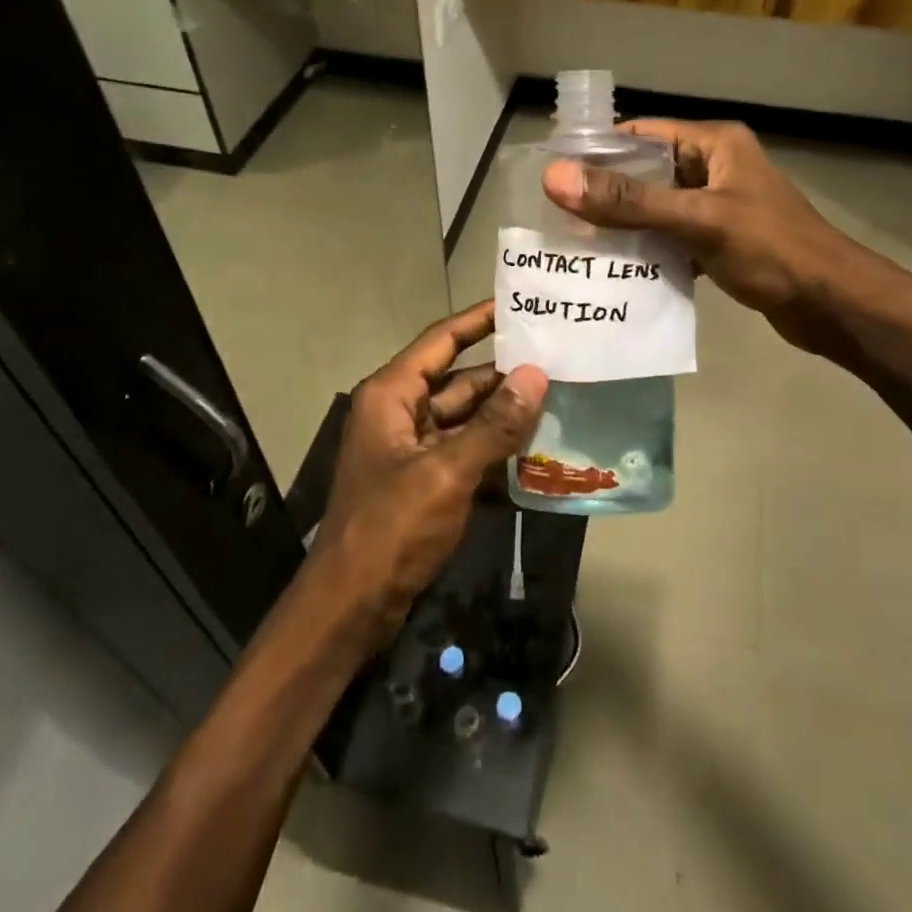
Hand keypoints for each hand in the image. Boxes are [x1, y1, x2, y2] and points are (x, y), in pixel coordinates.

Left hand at [312, 300, 546, 649]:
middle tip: (558, 358)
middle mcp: (400, 413)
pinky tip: (539, 454)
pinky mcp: (424, 482)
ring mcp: (413, 450)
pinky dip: (496, 452)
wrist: (351, 607)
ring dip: (506, 416)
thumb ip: (494, 424)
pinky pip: (467, 453)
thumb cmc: (391, 527)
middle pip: (460, 381)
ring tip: (560, 400)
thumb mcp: (446, 472)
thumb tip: (536, 375)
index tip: (519, 305)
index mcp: (392, 395)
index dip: (478, 320)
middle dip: (505, 374)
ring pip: (467, 419)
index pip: (441, 341)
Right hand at [542, 119, 897, 352]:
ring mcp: (719, 206)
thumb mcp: (697, 219)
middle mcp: (715, 167)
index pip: (643, 134)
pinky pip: (673, 238)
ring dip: (626, 226)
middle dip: (607, 194)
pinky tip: (619, 271)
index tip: (556, 175)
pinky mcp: (721, 241)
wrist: (832, 304)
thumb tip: (557, 178)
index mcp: (714, 145)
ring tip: (578, 244)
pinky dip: (650, 251)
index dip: (599, 150)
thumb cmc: (771, 250)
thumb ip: (629, 201)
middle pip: (648, 173)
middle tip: (559, 216)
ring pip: (658, 209)